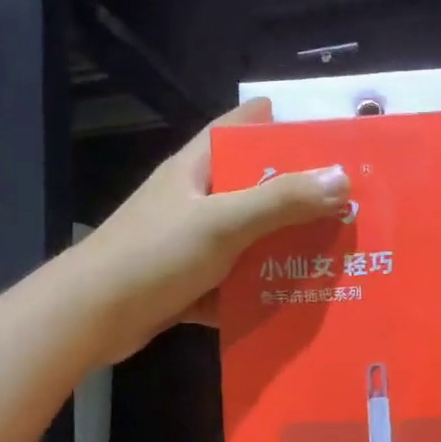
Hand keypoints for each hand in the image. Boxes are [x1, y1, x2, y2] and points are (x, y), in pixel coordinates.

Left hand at [75, 98, 350, 361]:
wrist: (91, 318)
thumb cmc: (154, 255)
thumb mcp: (222, 222)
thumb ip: (281, 201)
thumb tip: (342, 178)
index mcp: (196, 169)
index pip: (238, 127)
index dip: (278, 124)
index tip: (325, 134)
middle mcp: (193, 200)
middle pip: (252, 188)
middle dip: (297, 196)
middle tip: (348, 204)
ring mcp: (189, 244)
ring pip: (247, 240)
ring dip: (283, 249)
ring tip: (335, 255)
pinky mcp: (188, 284)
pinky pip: (234, 283)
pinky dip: (259, 291)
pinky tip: (296, 302)